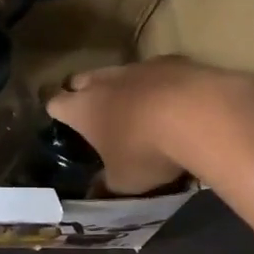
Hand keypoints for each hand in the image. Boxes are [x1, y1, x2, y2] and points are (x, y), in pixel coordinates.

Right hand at [48, 57, 253, 194]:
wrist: (199, 114)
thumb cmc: (147, 151)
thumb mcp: (125, 181)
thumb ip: (107, 185)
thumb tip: (96, 192)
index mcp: (83, 109)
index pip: (55, 103)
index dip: (56, 112)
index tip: (60, 121)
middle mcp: (104, 81)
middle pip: (81, 79)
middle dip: (83, 92)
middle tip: (94, 114)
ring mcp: (138, 67)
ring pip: (119, 73)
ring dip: (123, 88)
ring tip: (138, 110)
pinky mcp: (171, 61)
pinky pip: (156, 71)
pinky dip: (159, 84)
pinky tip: (175, 103)